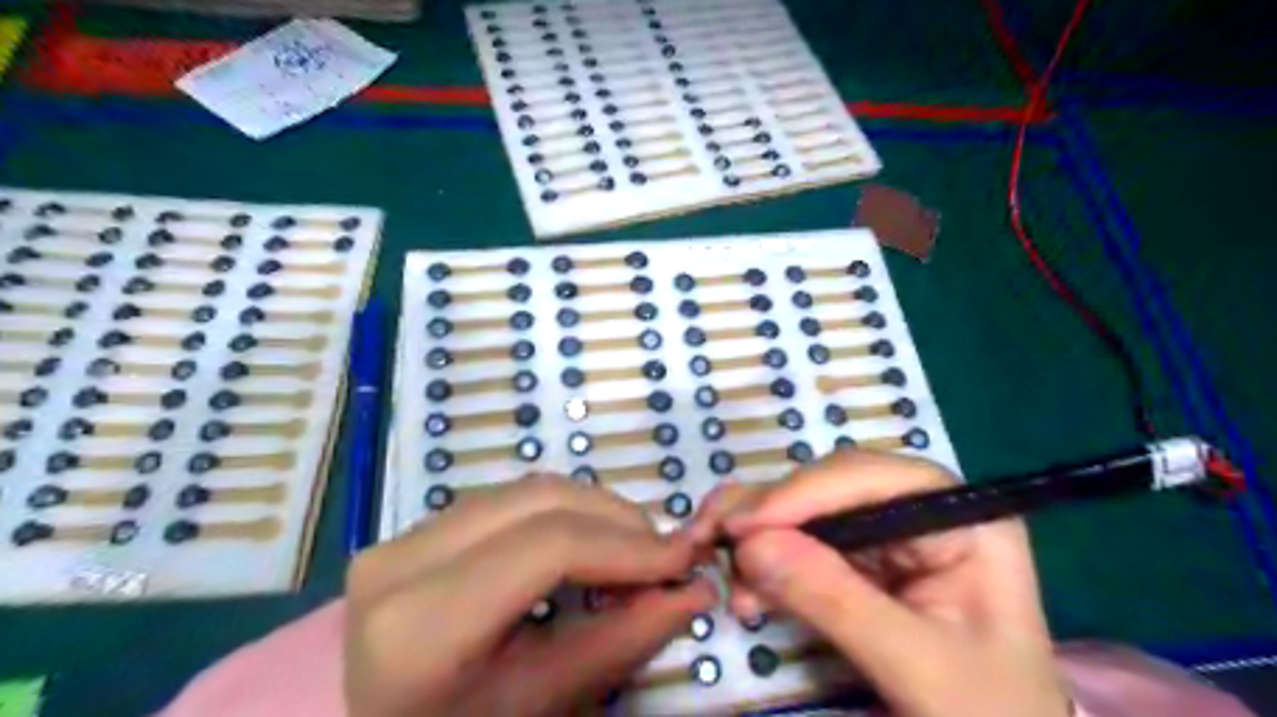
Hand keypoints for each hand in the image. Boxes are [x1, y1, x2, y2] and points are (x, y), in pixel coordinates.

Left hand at [344, 476, 714, 716]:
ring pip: (527, 490)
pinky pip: (508, 499)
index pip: (547, 547)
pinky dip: (562, 513)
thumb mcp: (541, 702)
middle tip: (664, 554)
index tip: (683, 559)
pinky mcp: (415, 527)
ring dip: (594, 511)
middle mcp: (401, 559)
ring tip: (633, 549)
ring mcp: (402, 535)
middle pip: (539, 501)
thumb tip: (695, 591)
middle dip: (617, 520)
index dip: (626, 545)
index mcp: (420, 624)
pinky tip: (589, 541)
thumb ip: (621, 641)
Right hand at [690, 451, 1070, 716]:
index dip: (801, 494)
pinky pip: (801, 542)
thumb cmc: (988, 713)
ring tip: (726, 574)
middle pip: (828, 486)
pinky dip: (765, 559)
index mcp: (959, 517)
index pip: (869, 478)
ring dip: (758, 535)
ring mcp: (887, 533)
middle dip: (769, 515)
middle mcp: (918, 508)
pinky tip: (746, 588)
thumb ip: (838, 602)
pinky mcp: (861, 561)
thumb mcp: (920, 667)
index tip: (742, 528)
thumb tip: (750, 547)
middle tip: (713, 543)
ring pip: (806, 510)